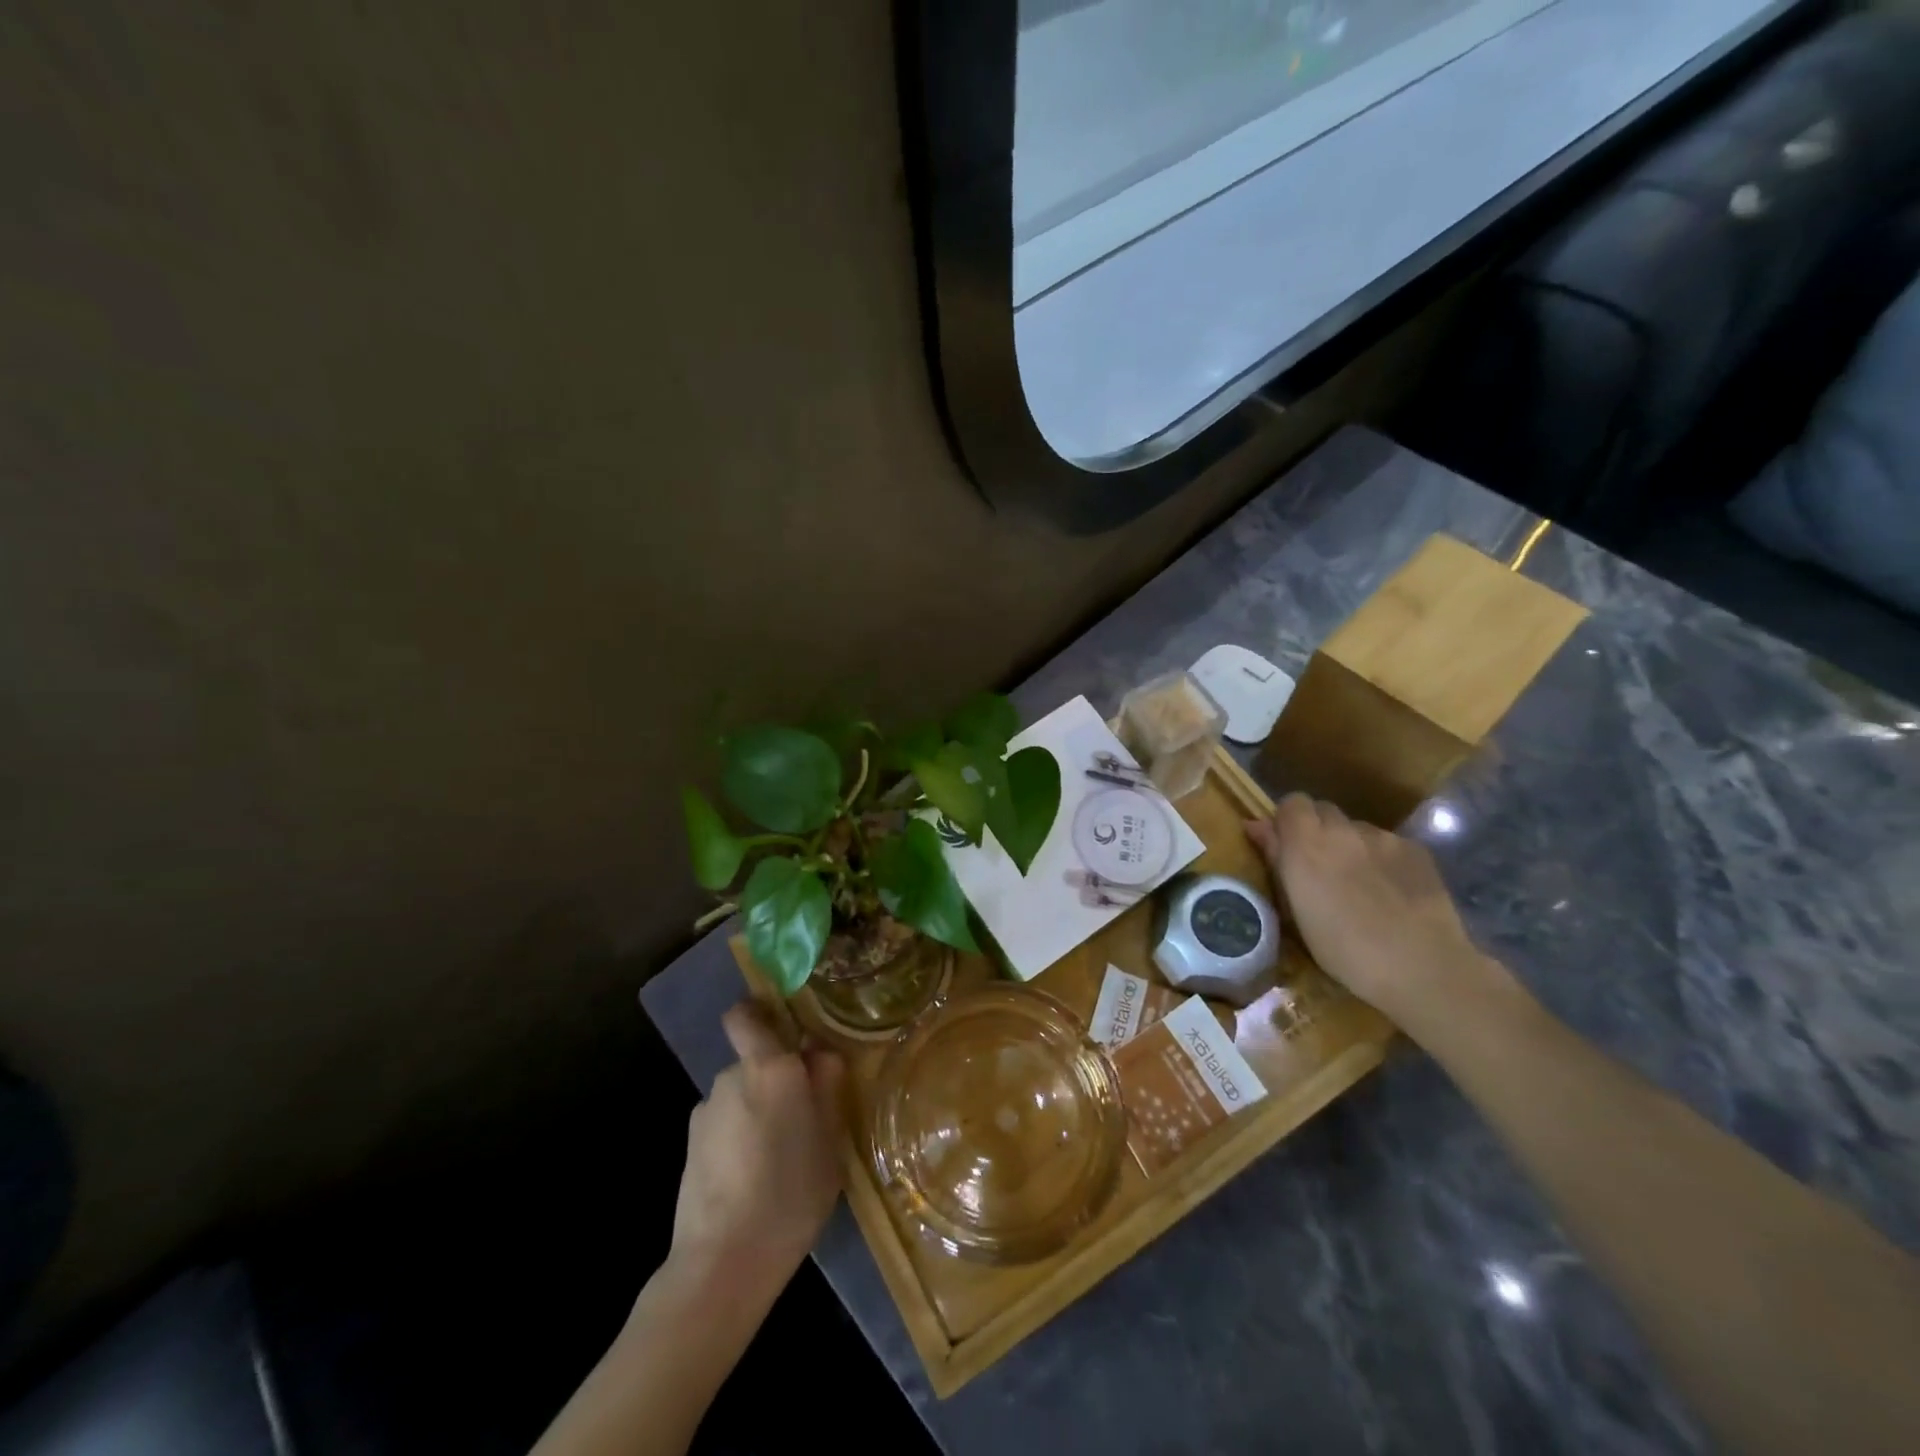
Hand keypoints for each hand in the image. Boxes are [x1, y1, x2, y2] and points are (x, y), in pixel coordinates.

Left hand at [669, 1002, 844, 1297]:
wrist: (722, 1262)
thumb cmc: (790, 1193)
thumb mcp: (830, 1139)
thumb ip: (827, 1086)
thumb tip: (820, 1051)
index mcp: (769, 1067)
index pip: (746, 1015)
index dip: (760, 1013)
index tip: (786, 1032)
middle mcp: (732, 1077)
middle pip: (755, 1062)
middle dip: (776, 1080)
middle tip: (803, 1119)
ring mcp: (706, 1111)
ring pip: (741, 1096)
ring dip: (758, 1113)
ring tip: (779, 1158)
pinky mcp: (690, 1145)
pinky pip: (724, 1125)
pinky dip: (738, 1140)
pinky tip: (751, 1179)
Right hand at [1246, 794, 1516, 1031]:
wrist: (1420, 966)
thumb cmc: (1343, 949)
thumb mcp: (1295, 911)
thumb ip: (1276, 859)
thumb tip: (1255, 826)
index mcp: (1306, 843)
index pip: (1291, 802)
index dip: (1288, 821)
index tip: (1287, 847)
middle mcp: (1343, 829)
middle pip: (1324, 811)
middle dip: (1318, 830)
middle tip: (1321, 867)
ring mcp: (1383, 837)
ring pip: (1357, 829)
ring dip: (1351, 846)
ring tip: (1361, 884)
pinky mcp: (1416, 849)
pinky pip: (1388, 844)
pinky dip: (1382, 859)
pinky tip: (1392, 891)